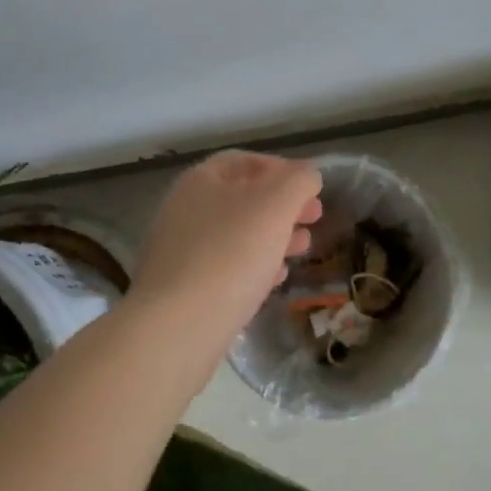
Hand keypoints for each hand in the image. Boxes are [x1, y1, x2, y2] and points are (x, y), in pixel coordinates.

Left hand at [130, 151, 323, 328]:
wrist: (177, 329)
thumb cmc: (231, 254)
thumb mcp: (276, 205)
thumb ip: (298, 181)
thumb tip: (308, 175)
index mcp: (200, 181)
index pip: (244, 161)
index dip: (281, 168)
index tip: (311, 188)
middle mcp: (184, 210)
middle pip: (243, 198)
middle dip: (283, 206)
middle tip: (314, 218)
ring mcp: (180, 251)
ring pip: (236, 234)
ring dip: (273, 236)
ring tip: (302, 249)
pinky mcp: (183, 289)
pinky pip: (225, 267)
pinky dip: (254, 266)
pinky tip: (275, 280)